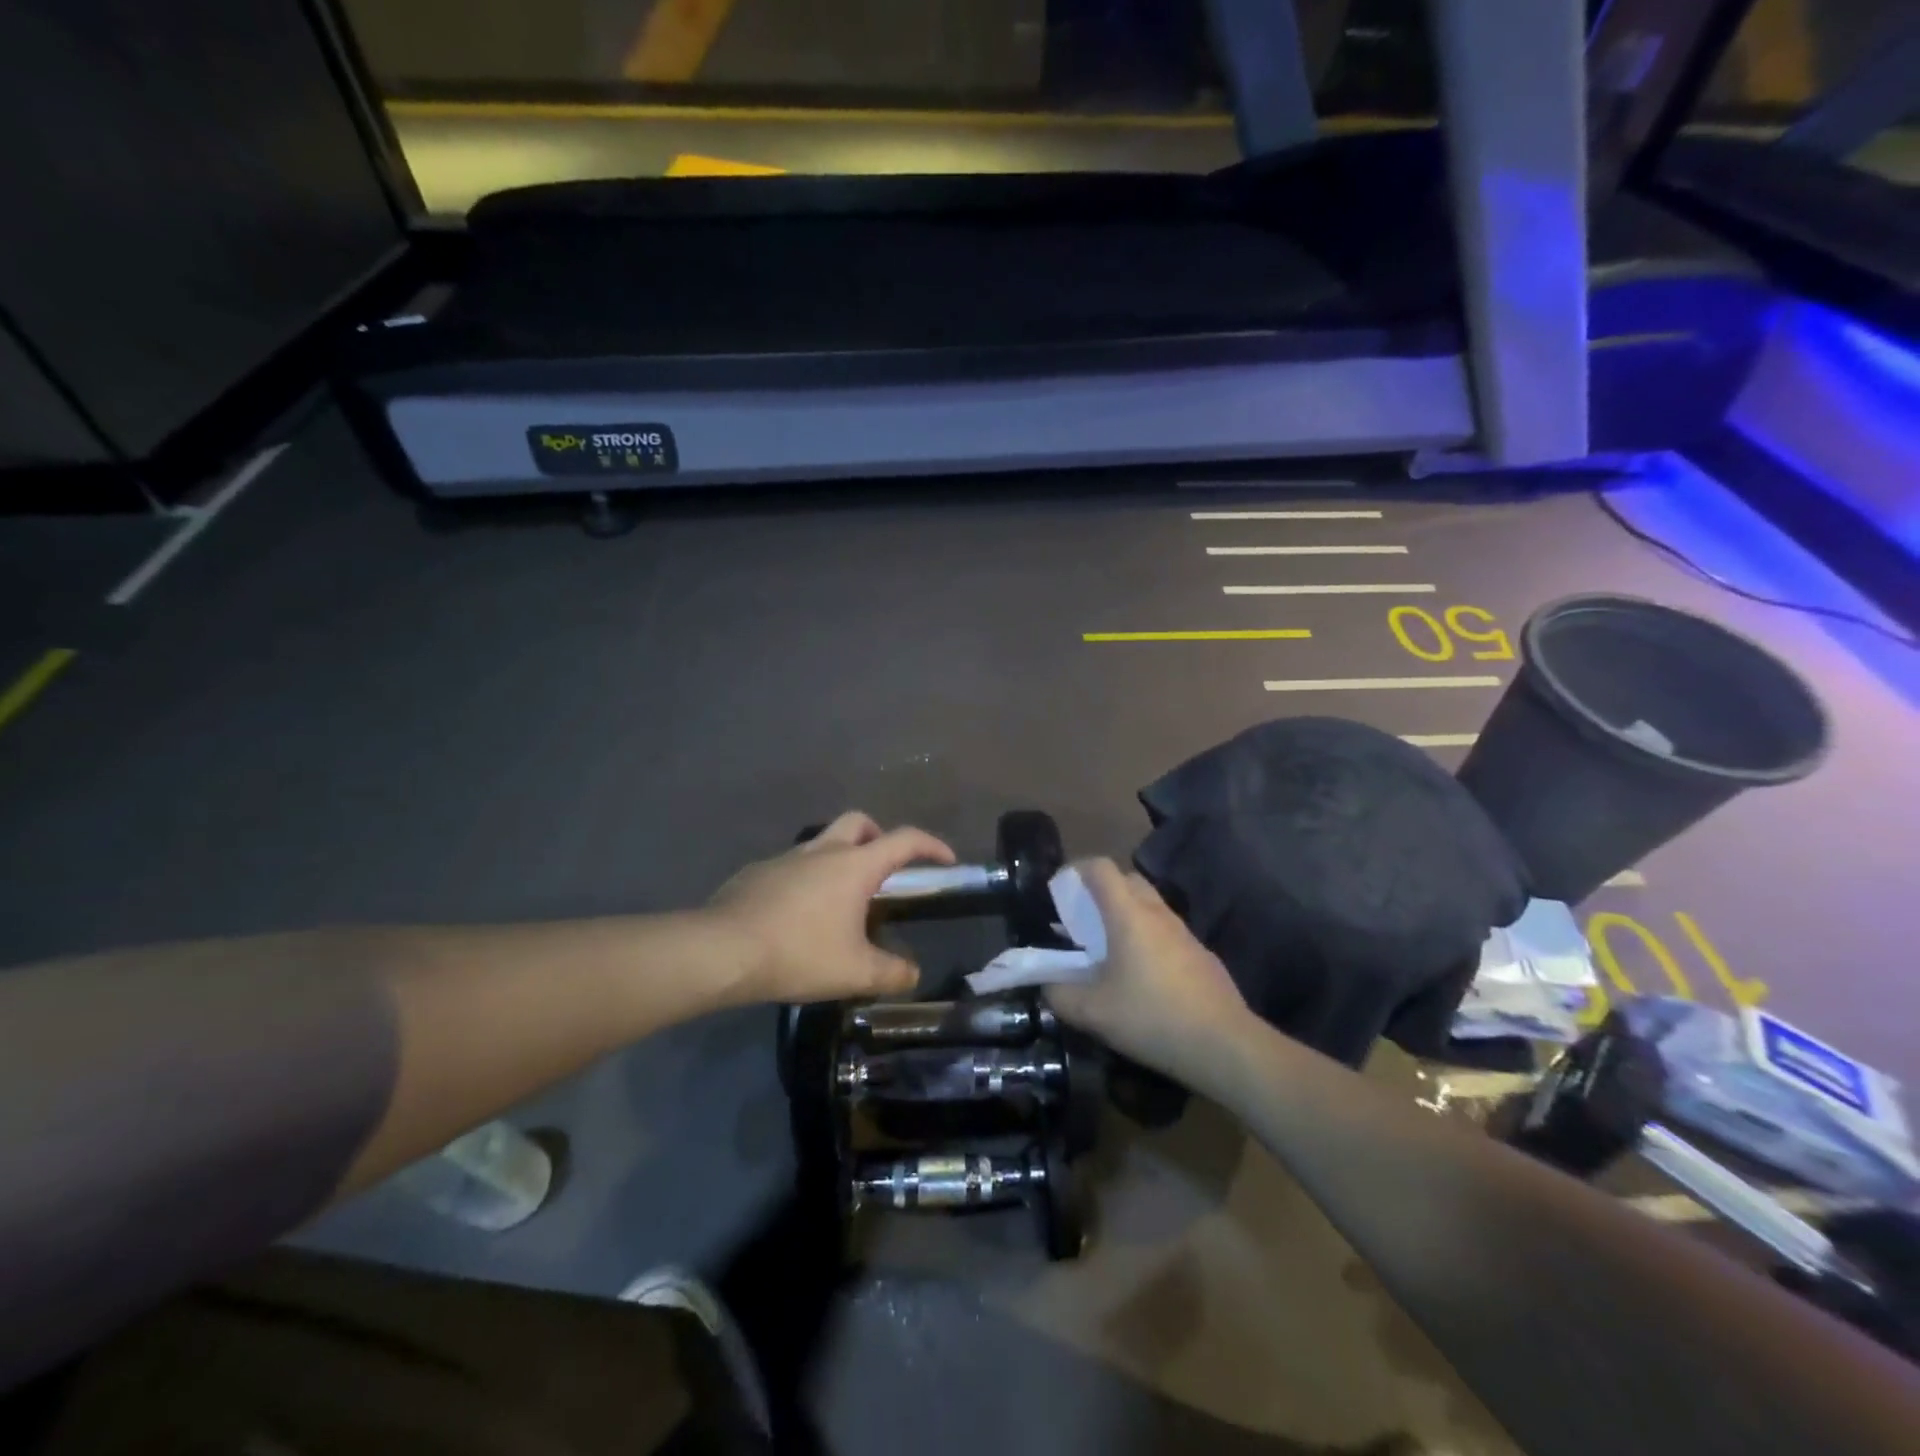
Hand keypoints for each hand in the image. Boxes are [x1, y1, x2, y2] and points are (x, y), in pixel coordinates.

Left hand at [707, 811, 955, 1004]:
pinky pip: (792, 866)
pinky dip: (806, 879)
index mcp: (854, 866)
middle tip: (884, 871)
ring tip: (840, 902)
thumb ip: (892, 973)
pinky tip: (798, 915)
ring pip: (822, 842)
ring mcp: (786, 858)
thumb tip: (912, 973)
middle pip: (860, 822)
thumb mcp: (855, 973)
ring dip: (839, 859)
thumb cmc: (798, 953)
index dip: (931, 845)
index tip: (946, 860)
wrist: (722, 950)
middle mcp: (823, 851)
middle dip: (879, 837)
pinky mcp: (758, 872)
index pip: (904, 840)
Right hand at [1046, 859, 1249, 1083]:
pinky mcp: (1201, 954)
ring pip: (1149, 905)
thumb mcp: (1093, 1012)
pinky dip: (1148, 938)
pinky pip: (1166, 931)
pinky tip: (1142, 975)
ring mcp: (1184, 932)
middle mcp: (1157, 913)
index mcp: (1128, 914)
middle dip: (1102, 890)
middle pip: (1127, 880)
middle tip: (1083, 919)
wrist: (1224, 1045)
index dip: (1076, 869)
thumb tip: (1048, 985)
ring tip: (1108, 948)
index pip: (1101, 868)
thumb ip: (1061, 994)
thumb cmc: (1151, 1017)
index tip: (1060, 889)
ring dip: (1126, 914)